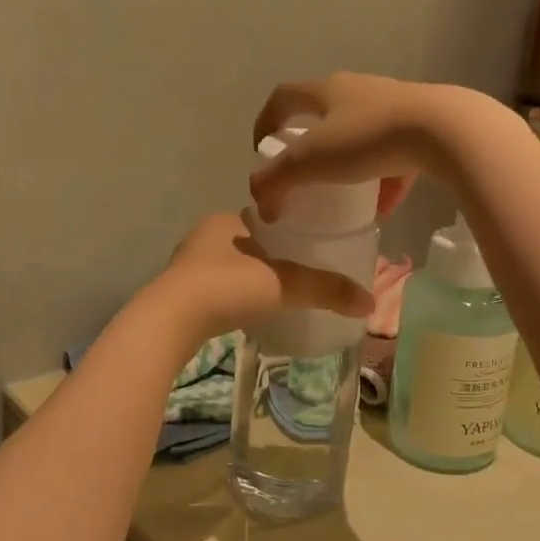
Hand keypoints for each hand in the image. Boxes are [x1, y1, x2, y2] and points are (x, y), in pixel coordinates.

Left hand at [142, 212, 373, 350]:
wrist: (171, 321)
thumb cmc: (227, 287)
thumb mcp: (284, 284)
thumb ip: (325, 289)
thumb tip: (369, 301)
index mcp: (226, 220)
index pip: (265, 219)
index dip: (288, 231)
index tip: (310, 247)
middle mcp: (203, 237)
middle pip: (248, 244)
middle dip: (270, 257)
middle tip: (299, 275)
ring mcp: (186, 266)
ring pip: (229, 267)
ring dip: (249, 278)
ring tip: (278, 295)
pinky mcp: (178, 295)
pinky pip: (215, 290)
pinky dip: (233, 297)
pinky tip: (247, 311)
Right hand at [248, 73, 503, 222]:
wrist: (444, 130)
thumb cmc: (367, 138)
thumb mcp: (310, 162)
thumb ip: (276, 182)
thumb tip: (262, 205)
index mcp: (326, 90)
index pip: (283, 97)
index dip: (265, 121)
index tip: (261, 151)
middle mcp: (358, 89)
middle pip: (323, 113)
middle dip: (309, 144)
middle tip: (302, 174)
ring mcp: (393, 106)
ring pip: (361, 134)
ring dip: (348, 164)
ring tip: (343, 195)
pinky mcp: (422, 126)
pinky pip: (394, 155)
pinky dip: (383, 179)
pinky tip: (384, 207)